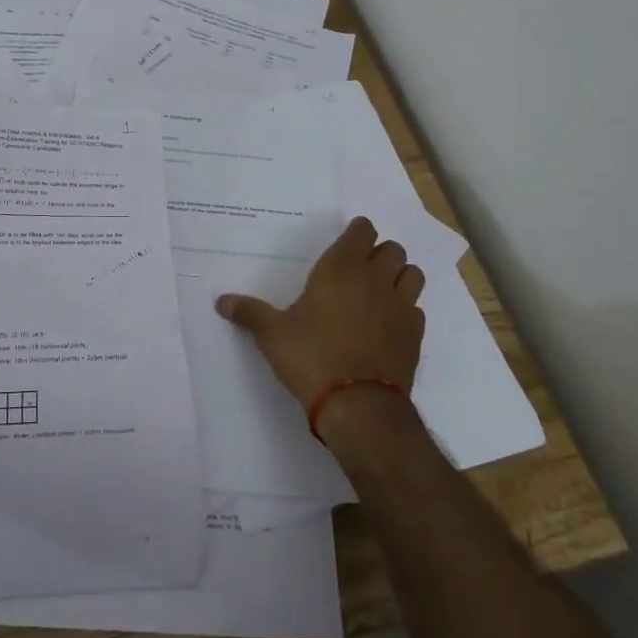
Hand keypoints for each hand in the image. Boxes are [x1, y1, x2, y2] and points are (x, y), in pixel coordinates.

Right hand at [216, 216, 424, 417]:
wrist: (358, 406)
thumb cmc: (311, 358)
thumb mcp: (272, 335)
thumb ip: (249, 313)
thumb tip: (221, 302)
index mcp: (341, 269)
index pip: (363, 231)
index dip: (357, 233)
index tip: (347, 243)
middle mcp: (375, 280)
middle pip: (393, 249)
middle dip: (379, 254)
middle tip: (359, 269)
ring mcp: (401, 307)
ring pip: (412, 274)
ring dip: (399, 276)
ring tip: (380, 291)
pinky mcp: (415, 335)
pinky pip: (416, 309)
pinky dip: (406, 310)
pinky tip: (388, 325)